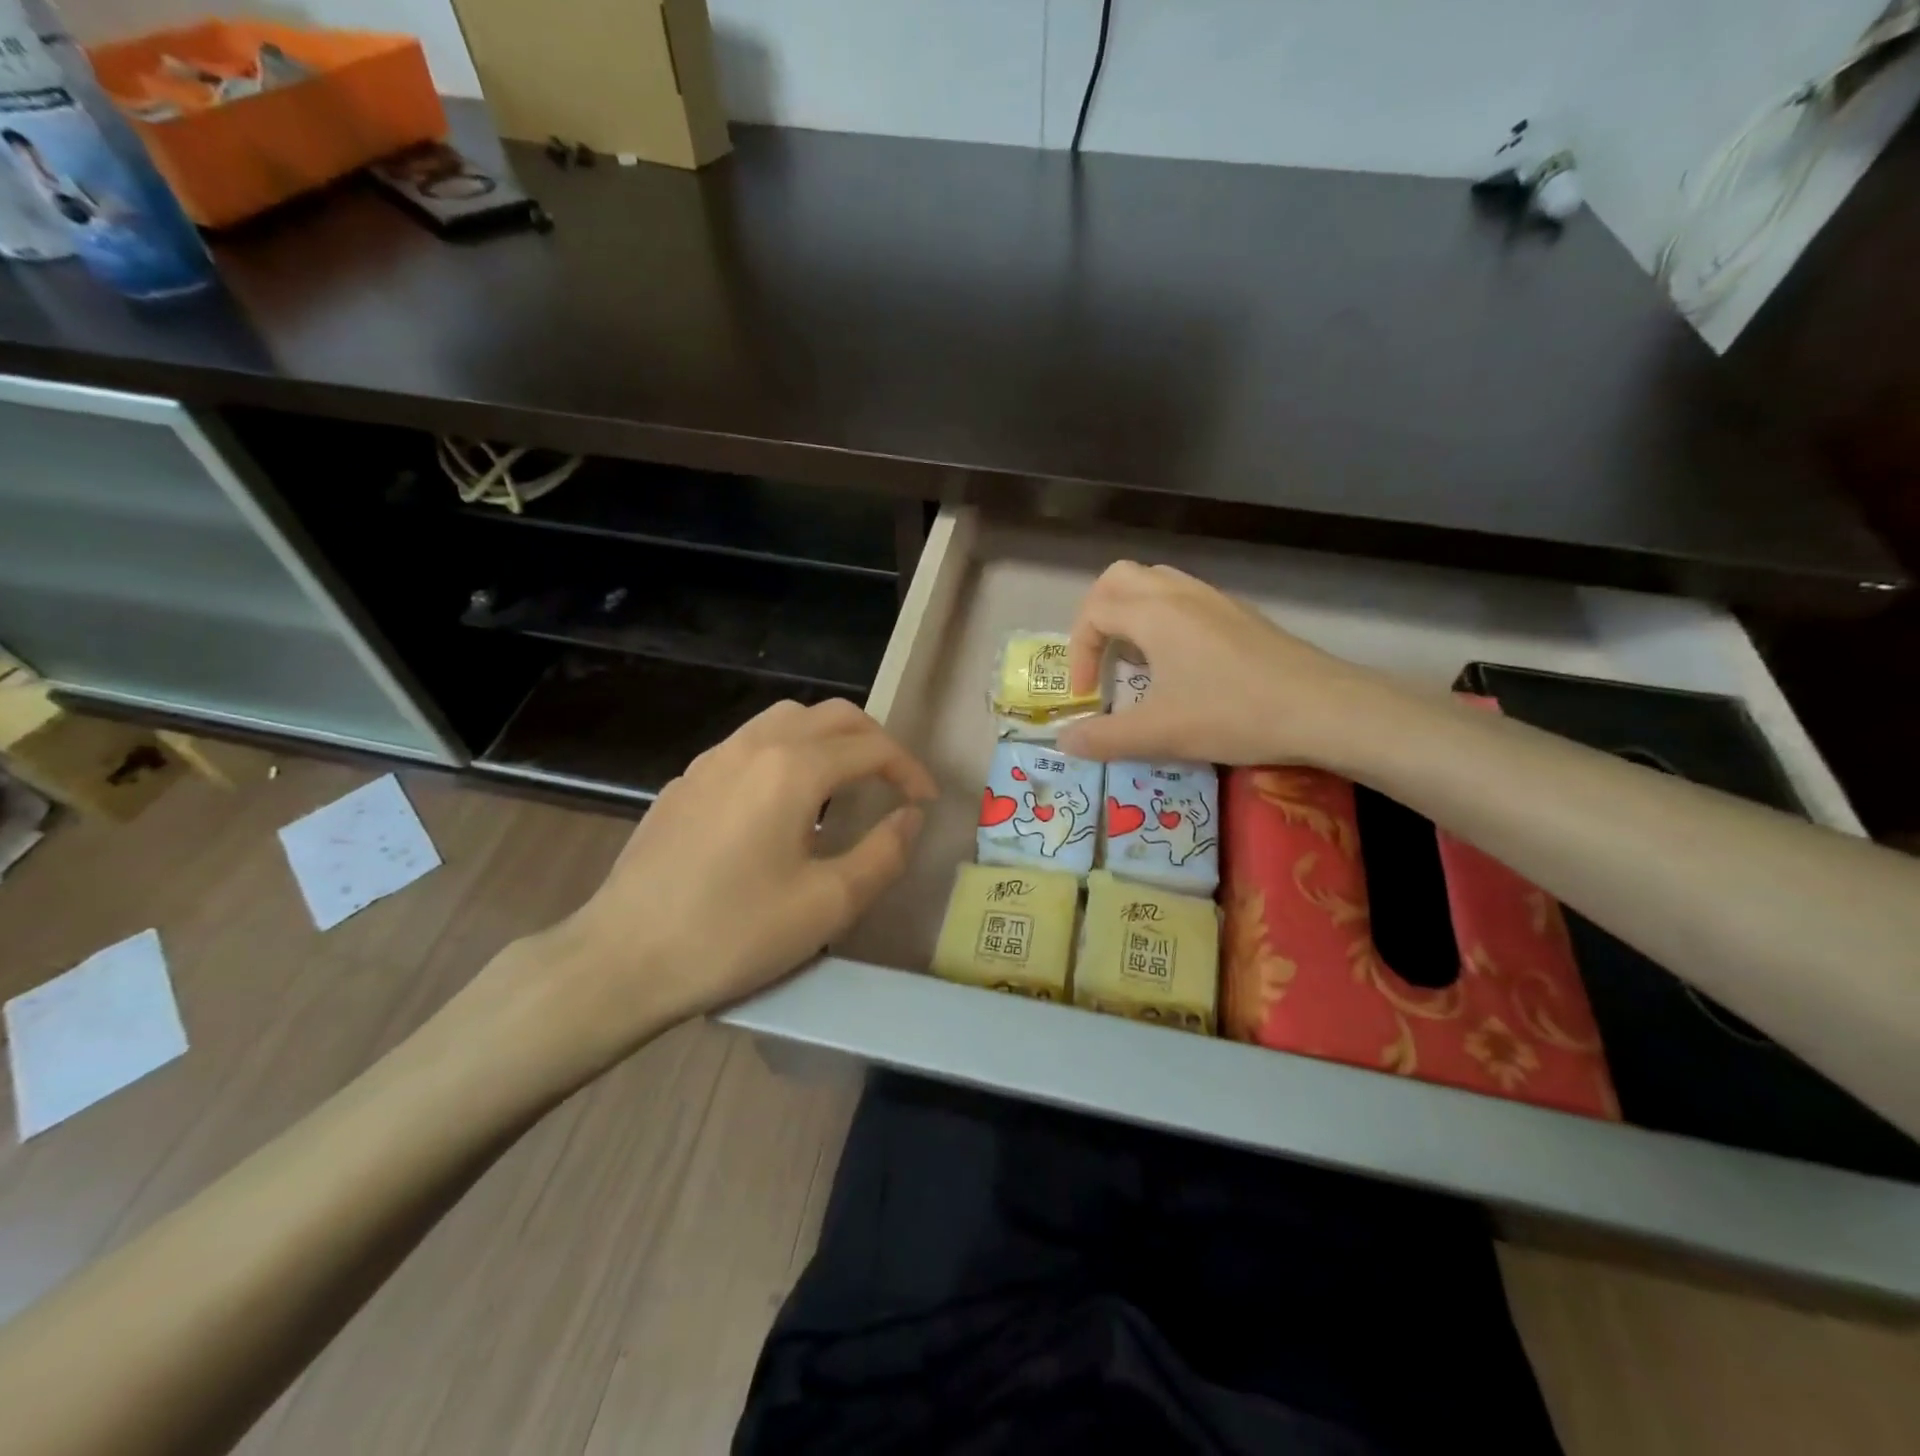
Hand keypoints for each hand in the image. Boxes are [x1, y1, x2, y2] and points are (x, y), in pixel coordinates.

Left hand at [475, 699, 934, 1087]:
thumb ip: (883, 854)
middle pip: (832, 716)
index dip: (909, 770)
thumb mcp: (827, 905)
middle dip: (874, 741)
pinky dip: (787, 753)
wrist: (622, 958)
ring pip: (786, 719)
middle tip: (893, 783)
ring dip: (828, 739)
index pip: (871, 747)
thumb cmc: (733, 933)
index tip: (925, 803)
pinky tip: (781, 803)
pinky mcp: (685, 782)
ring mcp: (712, 760)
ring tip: (844, 782)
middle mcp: (753, 747)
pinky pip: (750, 744)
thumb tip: (910, 818)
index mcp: (792, 770)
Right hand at [1056, 560, 1400, 766]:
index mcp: (1153, 613)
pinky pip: (1184, 598)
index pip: (1093, 612)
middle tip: (1101, 658)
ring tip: (1135, 658)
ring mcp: (1214, 599)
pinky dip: (1163, 619)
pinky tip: (1179, 663)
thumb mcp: (1159, 733)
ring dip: (1131, 613)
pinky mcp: (1239, 614)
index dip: (1079, 653)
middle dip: (1096, 616)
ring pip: (1155, 583)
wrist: (1323, 708)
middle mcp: (1179, 593)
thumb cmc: (1233, 714)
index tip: (1089, 695)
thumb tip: (1064, 741)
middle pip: (1119, 579)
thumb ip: (1104, 738)